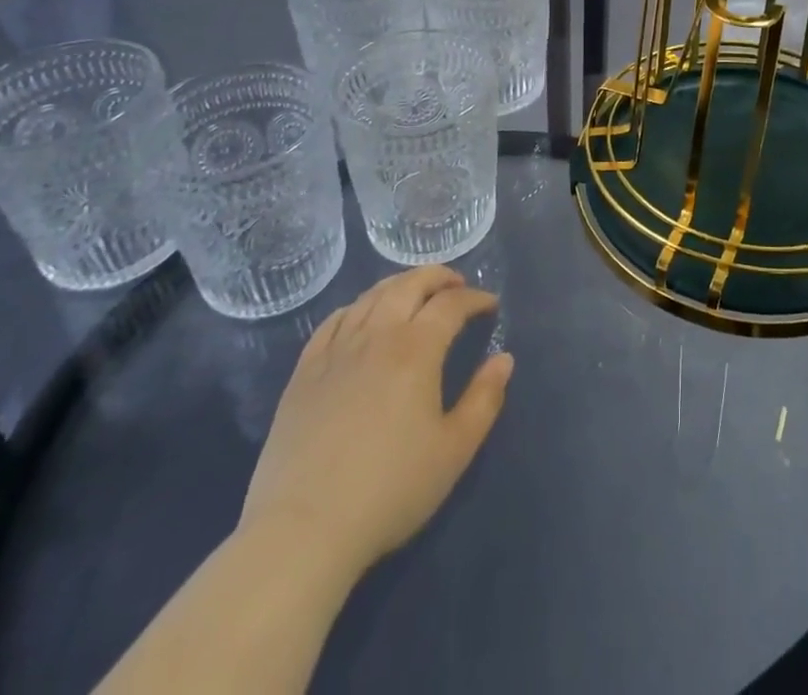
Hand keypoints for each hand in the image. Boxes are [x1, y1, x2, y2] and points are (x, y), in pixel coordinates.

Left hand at [237, 266, 512, 596]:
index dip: (475, 298)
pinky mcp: (304, 372)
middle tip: (456, 283)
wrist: (303, 530)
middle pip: (409, 285)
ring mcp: (336, 351)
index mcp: (416, 349)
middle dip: (438, 277)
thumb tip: (504, 359)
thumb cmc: (390, 490)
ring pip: (371, 296)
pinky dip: (356, 307)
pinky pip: (332, 321)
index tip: (490, 305)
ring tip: (414, 292)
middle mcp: (376, 336)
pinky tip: (361, 316)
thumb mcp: (454, 451)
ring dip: (399, 284)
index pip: (451, 304)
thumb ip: (484, 399)